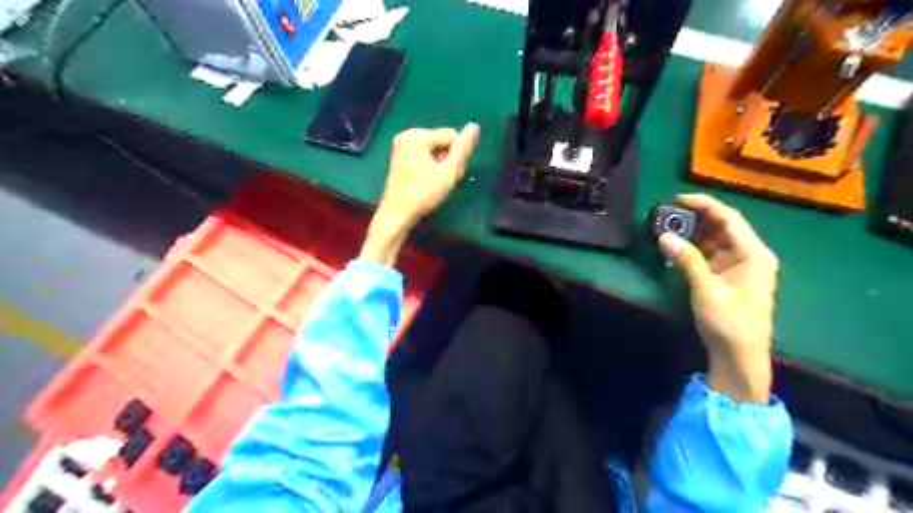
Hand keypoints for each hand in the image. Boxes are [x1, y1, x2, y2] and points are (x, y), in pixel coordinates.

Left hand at [361, 123, 479, 265]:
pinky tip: (428, 179)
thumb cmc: (423, 194)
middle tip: (444, 180)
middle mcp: (407, 134)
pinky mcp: (400, 155)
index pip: (451, 135)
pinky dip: (431, 165)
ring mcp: (402, 145)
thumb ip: (463, 149)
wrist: (397, 214)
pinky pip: (424, 153)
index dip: (457, 155)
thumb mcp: (448, 172)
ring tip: (437, 182)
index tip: (452, 175)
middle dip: (448, 159)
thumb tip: (475, 125)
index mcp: (417, 135)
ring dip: (441, 163)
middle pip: (442, 140)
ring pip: (434, 148)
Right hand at [661, 193, 780, 403]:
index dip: (704, 204)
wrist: (740, 356)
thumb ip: (687, 260)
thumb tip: (663, 236)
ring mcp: (739, 266)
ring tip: (666, 226)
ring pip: (714, 240)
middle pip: (722, 226)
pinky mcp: (728, 276)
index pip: (729, 218)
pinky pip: (709, 254)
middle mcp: (749, 255)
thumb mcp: (706, 289)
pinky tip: (676, 247)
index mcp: (754, 254)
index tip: (677, 198)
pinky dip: (693, 249)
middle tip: (666, 213)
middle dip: (695, 218)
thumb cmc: (729, 322)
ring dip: (692, 233)